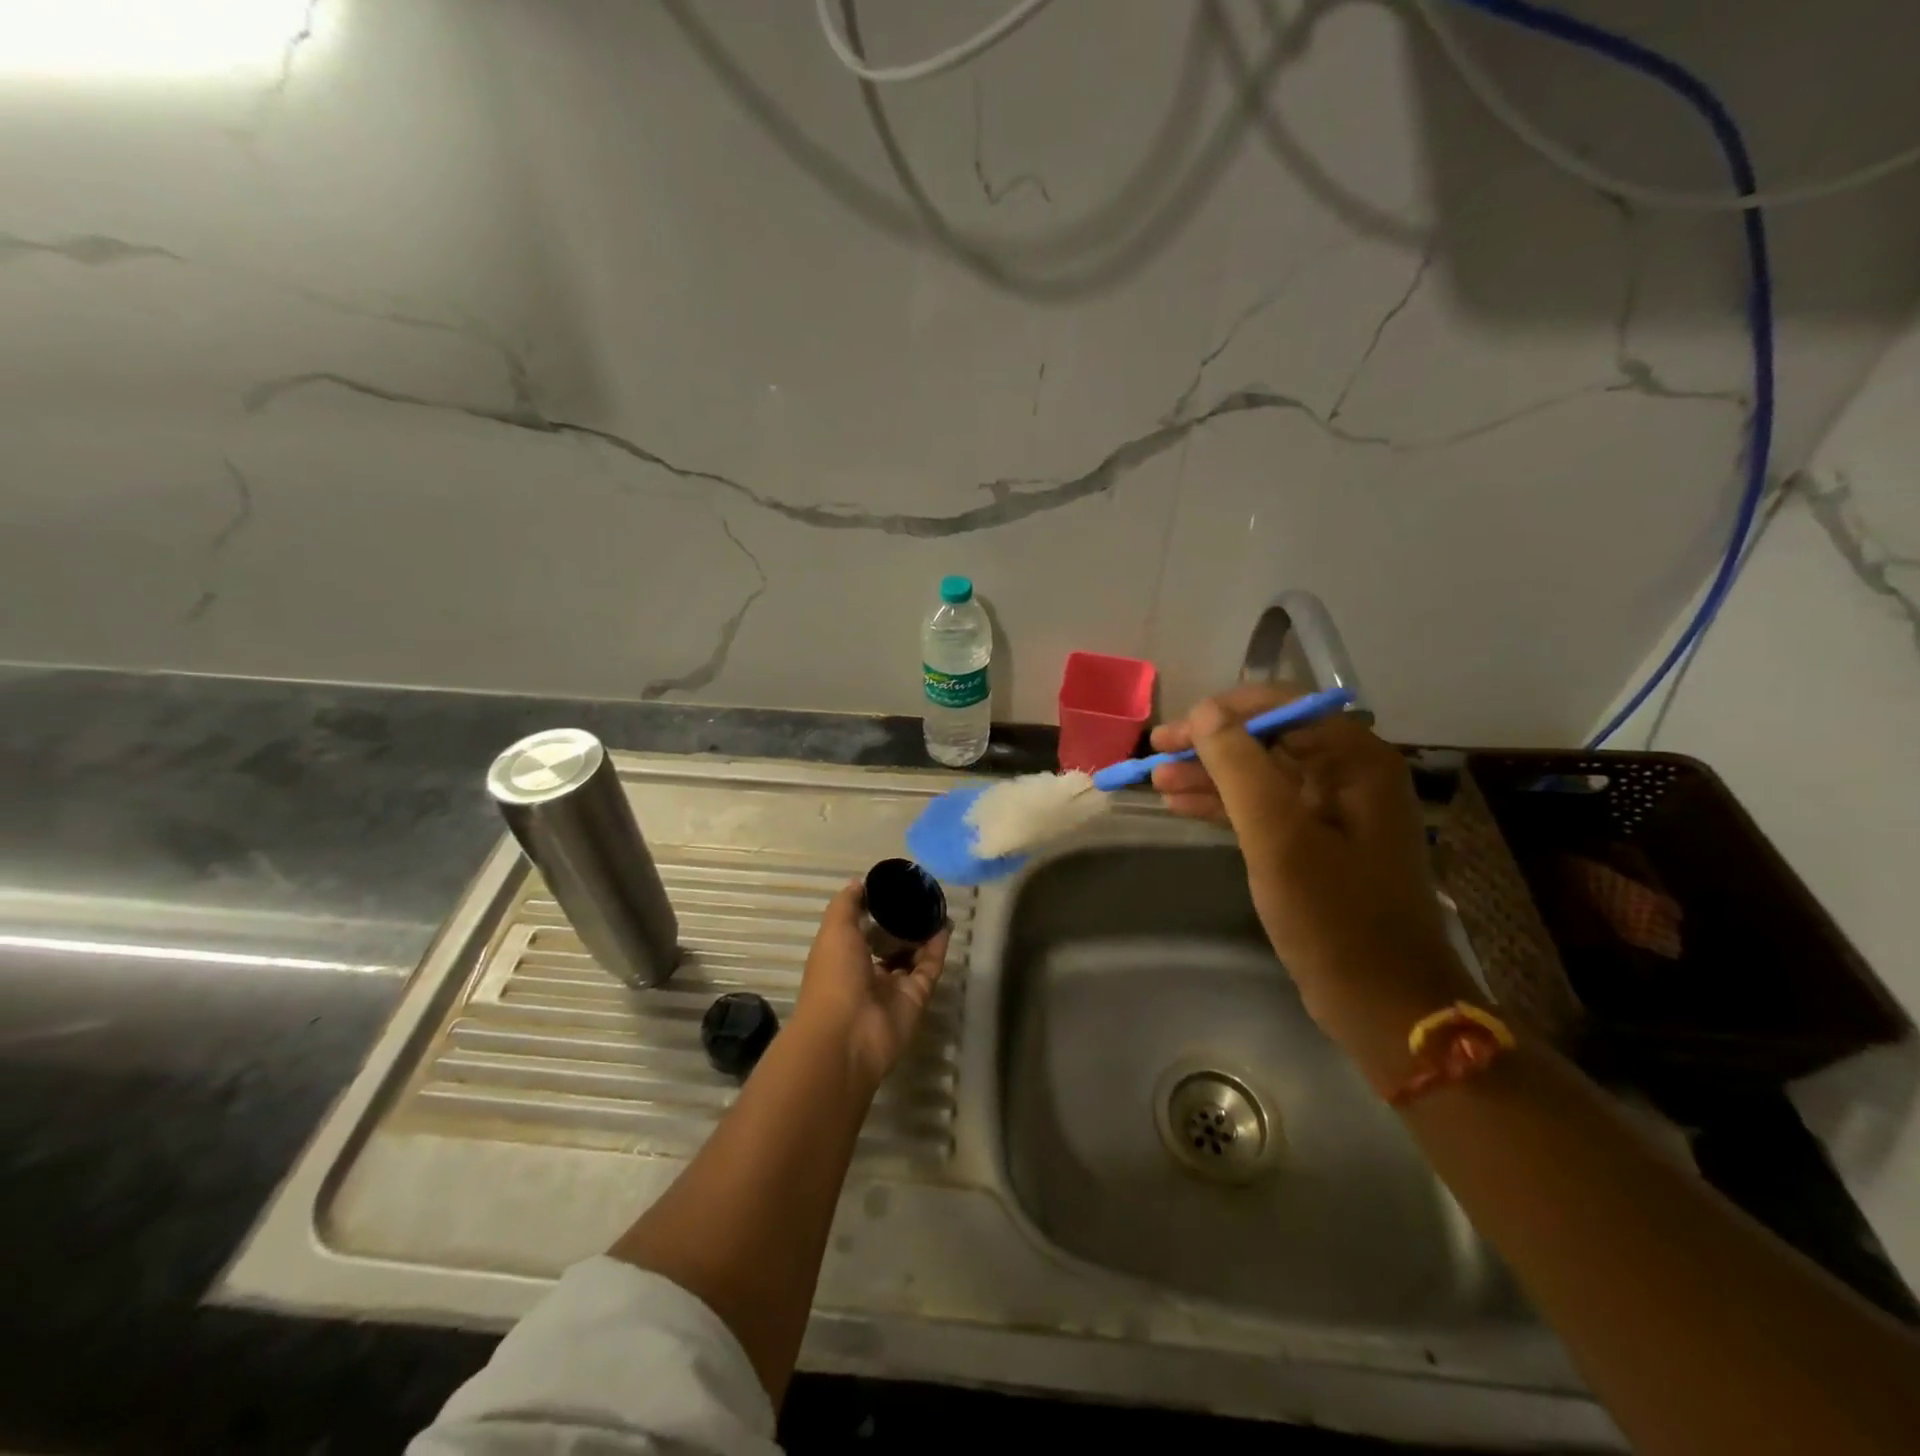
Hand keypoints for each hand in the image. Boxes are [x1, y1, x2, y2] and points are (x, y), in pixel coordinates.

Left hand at [793, 883, 948, 1089]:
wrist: (848, 1035)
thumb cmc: (834, 976)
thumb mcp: (834, 930)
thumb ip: (847, 903)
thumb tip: (860, 882)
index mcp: (842, 955)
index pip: (861, 928)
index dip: (875, 909)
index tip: (893, 886)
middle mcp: (867, 971)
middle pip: (889, 942)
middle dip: (903, 921)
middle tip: (921, 895)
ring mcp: (893, 986)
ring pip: (912, 954)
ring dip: (923, 932)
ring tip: (938, 906)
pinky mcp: (916, 997)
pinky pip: (929, 968)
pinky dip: (937, 948)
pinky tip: (945, 924)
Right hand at [1150, 685, 1478, 1087]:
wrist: (1383, 1002)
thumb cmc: (1333, 915)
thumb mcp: (1278, 835)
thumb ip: (1239, 766)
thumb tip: (1205, 713)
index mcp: (1355, 760)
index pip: (1283, 707)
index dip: (1223, 713)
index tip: (1174, 732)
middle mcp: (1349, 775)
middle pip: (1268, 739)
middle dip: (1210, 745)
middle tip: (1155, 754)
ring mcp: (1334, 812)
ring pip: (1261, 775)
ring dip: (1210, 775)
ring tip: (1156, 780)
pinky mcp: (1318, 845)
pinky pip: (1264, 809)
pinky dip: (1224, 805)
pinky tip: (1183, 805)